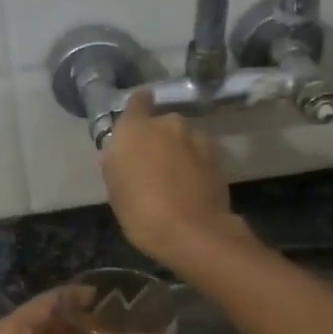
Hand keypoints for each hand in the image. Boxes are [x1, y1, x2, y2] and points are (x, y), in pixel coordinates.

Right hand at [99, 90, 254, 264]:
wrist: (192, 232)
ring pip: (183, 138)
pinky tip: (192, 185)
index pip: (137, 101)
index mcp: (135, 128)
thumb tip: (115, 155)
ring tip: (175, 177)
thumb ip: (115, 165)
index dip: (138, 105)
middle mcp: (167, 124)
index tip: (139, 115)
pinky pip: (200, 153)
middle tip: (152, 162)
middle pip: (161, 123)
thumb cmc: (141, 212)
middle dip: (158, 137)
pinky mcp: (217, 156)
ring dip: (179, 150)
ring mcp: (196, 138)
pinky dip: (195, 163)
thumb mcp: (115, 191)